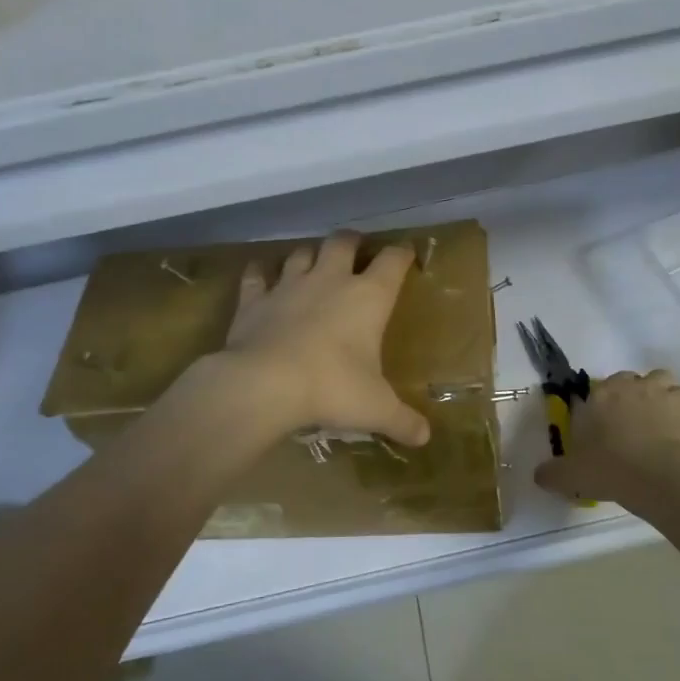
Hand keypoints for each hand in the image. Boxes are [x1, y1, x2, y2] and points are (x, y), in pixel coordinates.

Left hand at [218, 231, 430, 446]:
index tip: (407, 254)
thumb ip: (402, 421)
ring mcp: (289, 285)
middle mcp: (330, 280)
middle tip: (356, 249)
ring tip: (312, 262)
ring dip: (309, 254)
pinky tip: (260, 274)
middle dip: (352, 242)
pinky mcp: (254, 299)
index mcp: (368, 297)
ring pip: (301, 253)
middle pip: (342, 242)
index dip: (402, 254)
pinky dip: (260, 272)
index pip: (392, 261)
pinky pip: (256, 274)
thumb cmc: (332, 388)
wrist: (265, 384)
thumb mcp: (375, 408)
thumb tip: (425, 438)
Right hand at [534, 369, 679, 501]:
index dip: (605, 401)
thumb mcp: (570, 475)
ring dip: (665, 399)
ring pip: (669, 386)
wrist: (659, 477)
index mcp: (603, 394)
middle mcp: (636, 386)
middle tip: (633, 423)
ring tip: (661, 425)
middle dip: (636, 395)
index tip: (605, 422)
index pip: (603, 385)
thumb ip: (552, 472)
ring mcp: (668, 397)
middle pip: (637, 379)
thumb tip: (539, 475)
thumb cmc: (609, 468)